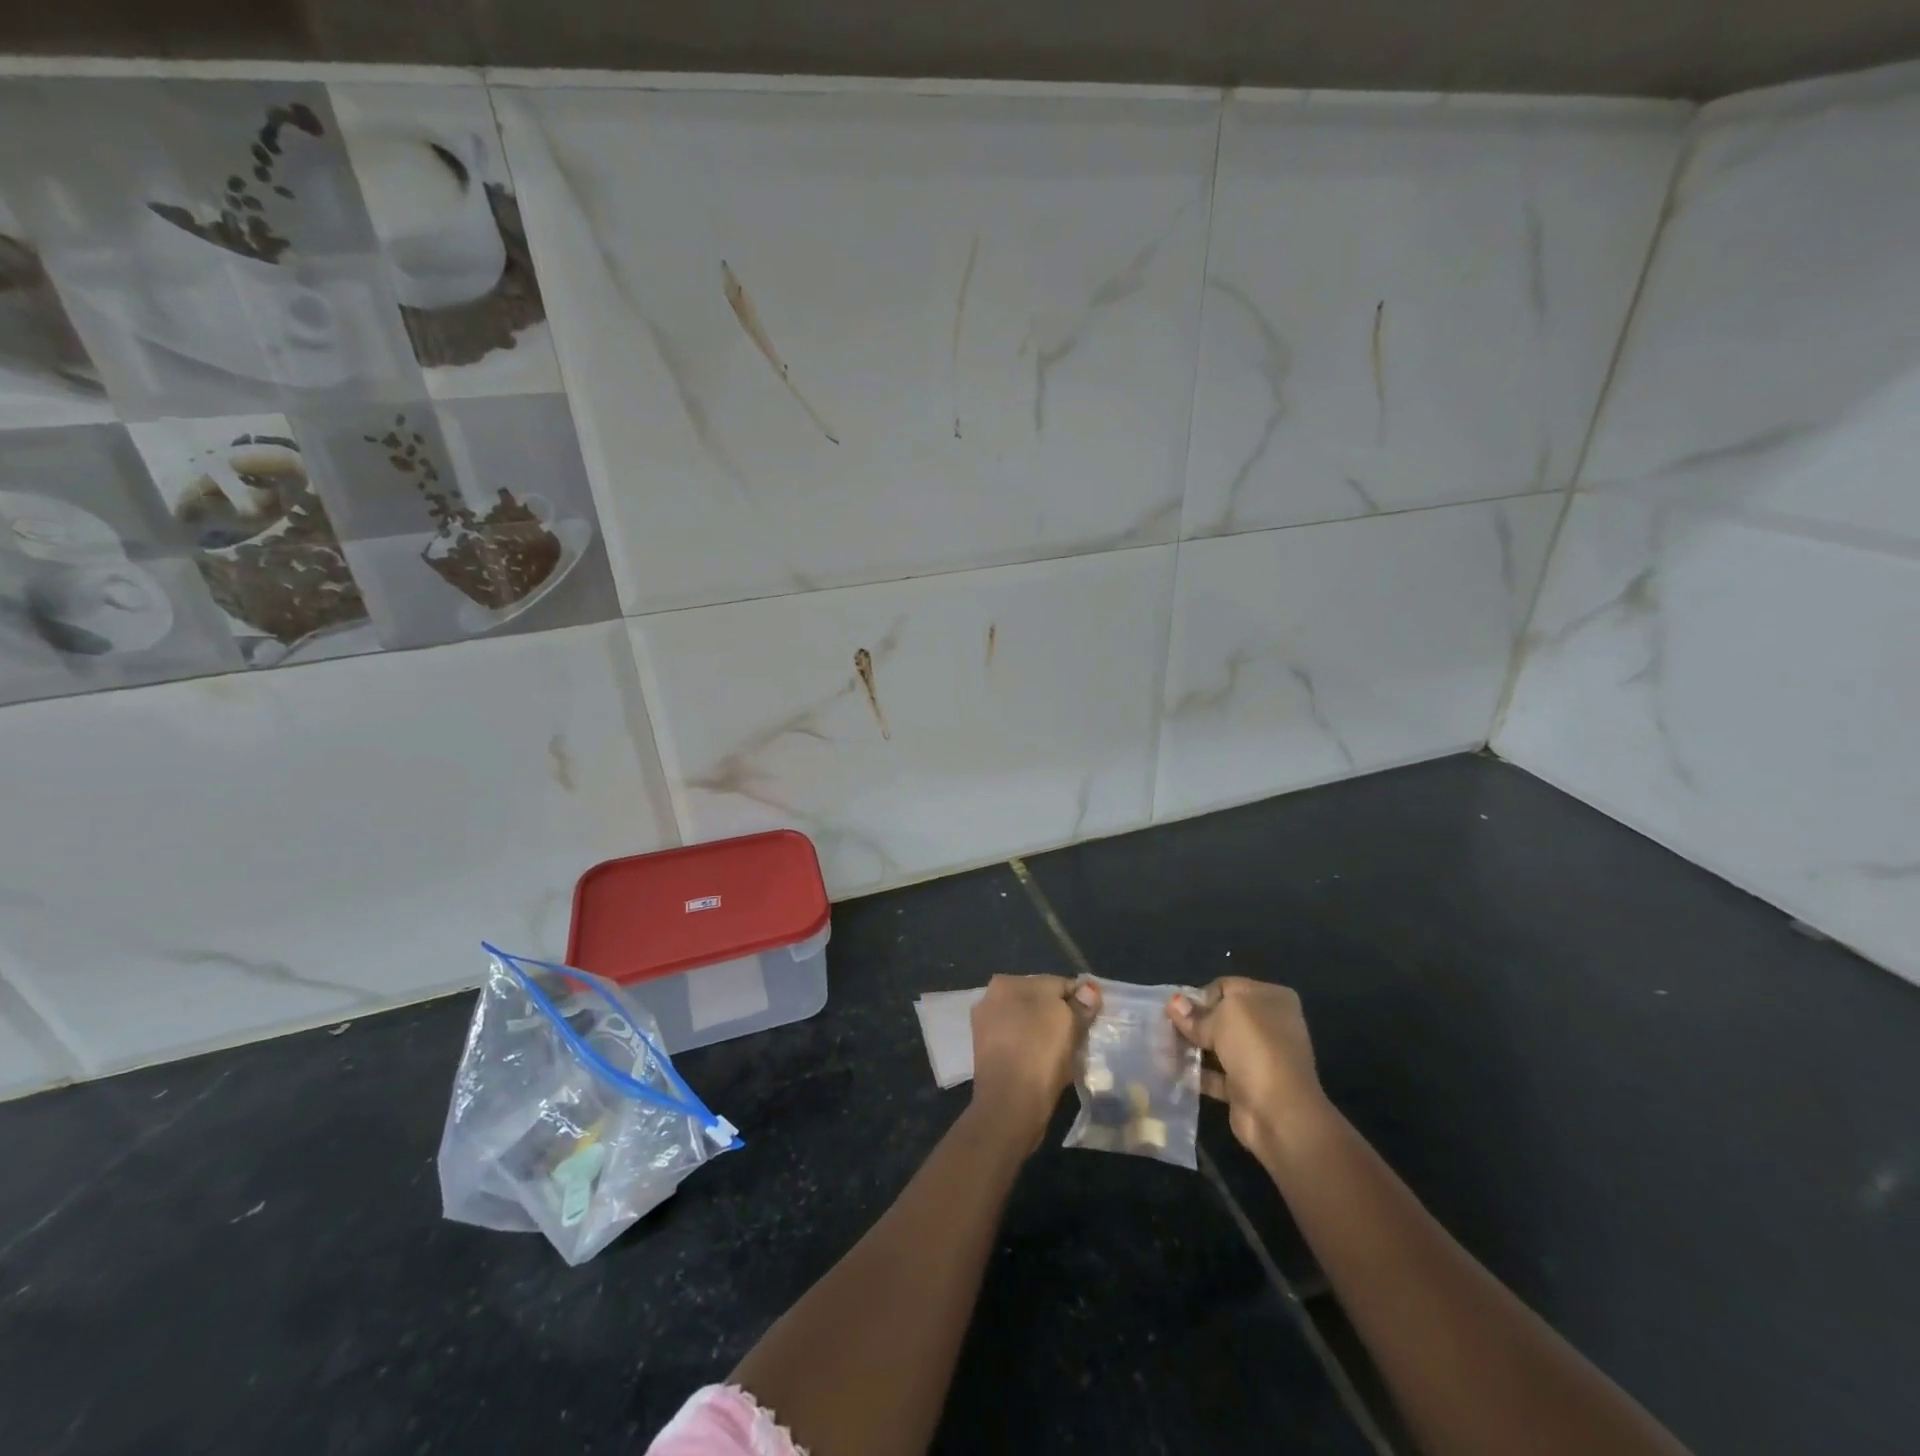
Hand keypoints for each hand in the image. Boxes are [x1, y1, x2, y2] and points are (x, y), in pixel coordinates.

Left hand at [968, 975, 1098, 1147]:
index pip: (1056, 983)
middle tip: (1080, 1039)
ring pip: (1030, 1024)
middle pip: (1041, 1002)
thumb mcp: (1069, 1023)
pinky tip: (1048, 1066)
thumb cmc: (1040, 1054)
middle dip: (1061, 1017)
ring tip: (1067, 1055)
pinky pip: (1020, 1043)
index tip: (1093, 1020)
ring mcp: (987, 1026)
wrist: (1009, 1106)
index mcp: (1007, 982)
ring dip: (1048, 1035)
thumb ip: (1080, 1004)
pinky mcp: (988, 1054)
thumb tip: (1089, 989)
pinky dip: (1034, 1050)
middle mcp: (991, 998)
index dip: (1079, 1000)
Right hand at [1168, 977, 1329, 1165]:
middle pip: (1220, 1016)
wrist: (1279, 1112)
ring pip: (1217, 1045)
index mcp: (1271, 998)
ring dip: (1192, 1047)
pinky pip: (1215, 1074)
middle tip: (1166, 1028)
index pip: (1226, 987)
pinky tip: (1173, 1070)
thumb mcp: (1222, 1017)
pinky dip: (1197, 1072)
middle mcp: (1268, 1025)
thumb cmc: (1255, 1048)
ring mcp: (1259, 1057)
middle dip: (1193, 1022)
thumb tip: (1174, 1003)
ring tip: (1164, 1048)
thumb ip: (1196, 1012)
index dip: (1201, 996)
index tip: (1179, 1011)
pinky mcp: (1247, 1086)